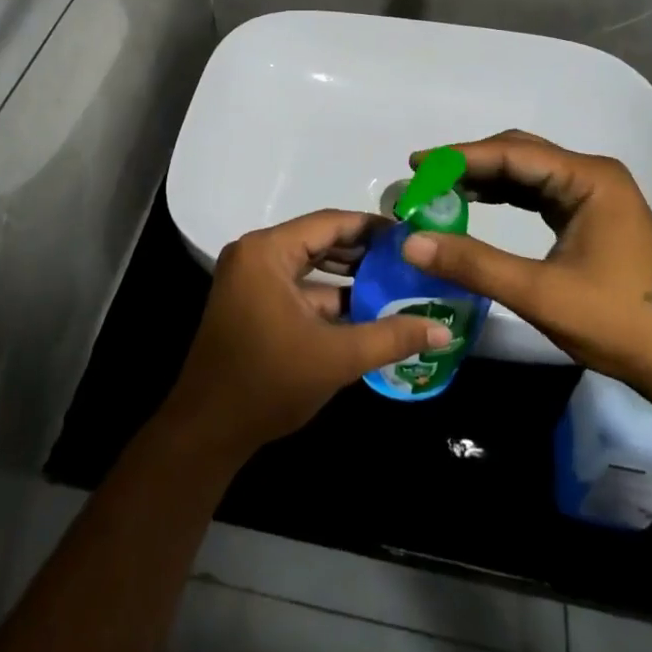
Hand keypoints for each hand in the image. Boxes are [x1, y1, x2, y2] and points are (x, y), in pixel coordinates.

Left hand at [159, 210, 454, 462]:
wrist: (208, 429)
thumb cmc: (269, 382)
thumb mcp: (337, 358)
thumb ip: (391, 337)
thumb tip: (443, 329)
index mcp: (267, 251)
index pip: (329, 223)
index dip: (372, 227)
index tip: (412, 234)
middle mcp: (255, 254)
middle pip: (319, 240)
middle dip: (363, 251)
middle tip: (410, 259)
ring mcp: (250, 278)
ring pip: (309, 266)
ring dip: (348, 276)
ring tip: (396, 282)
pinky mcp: (251, 302)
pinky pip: (296, 286)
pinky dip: (327, 296)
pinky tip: (366, 309)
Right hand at [399, 130, 651, 386]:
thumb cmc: (618, 322)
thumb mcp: (540, 293)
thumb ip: (474, 264)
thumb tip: (410, 242)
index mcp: (588, 179)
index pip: (511, 153)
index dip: (458, 157)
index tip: (415, 164)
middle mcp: (592, 175)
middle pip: (518, 154)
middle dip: (468, 165)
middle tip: (422, 179)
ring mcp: (594, 195)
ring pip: (527, 173)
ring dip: (484, 180)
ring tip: (439, 192)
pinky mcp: (591, 216)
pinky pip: (538, 193)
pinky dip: (504, 196)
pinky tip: (476, 205)